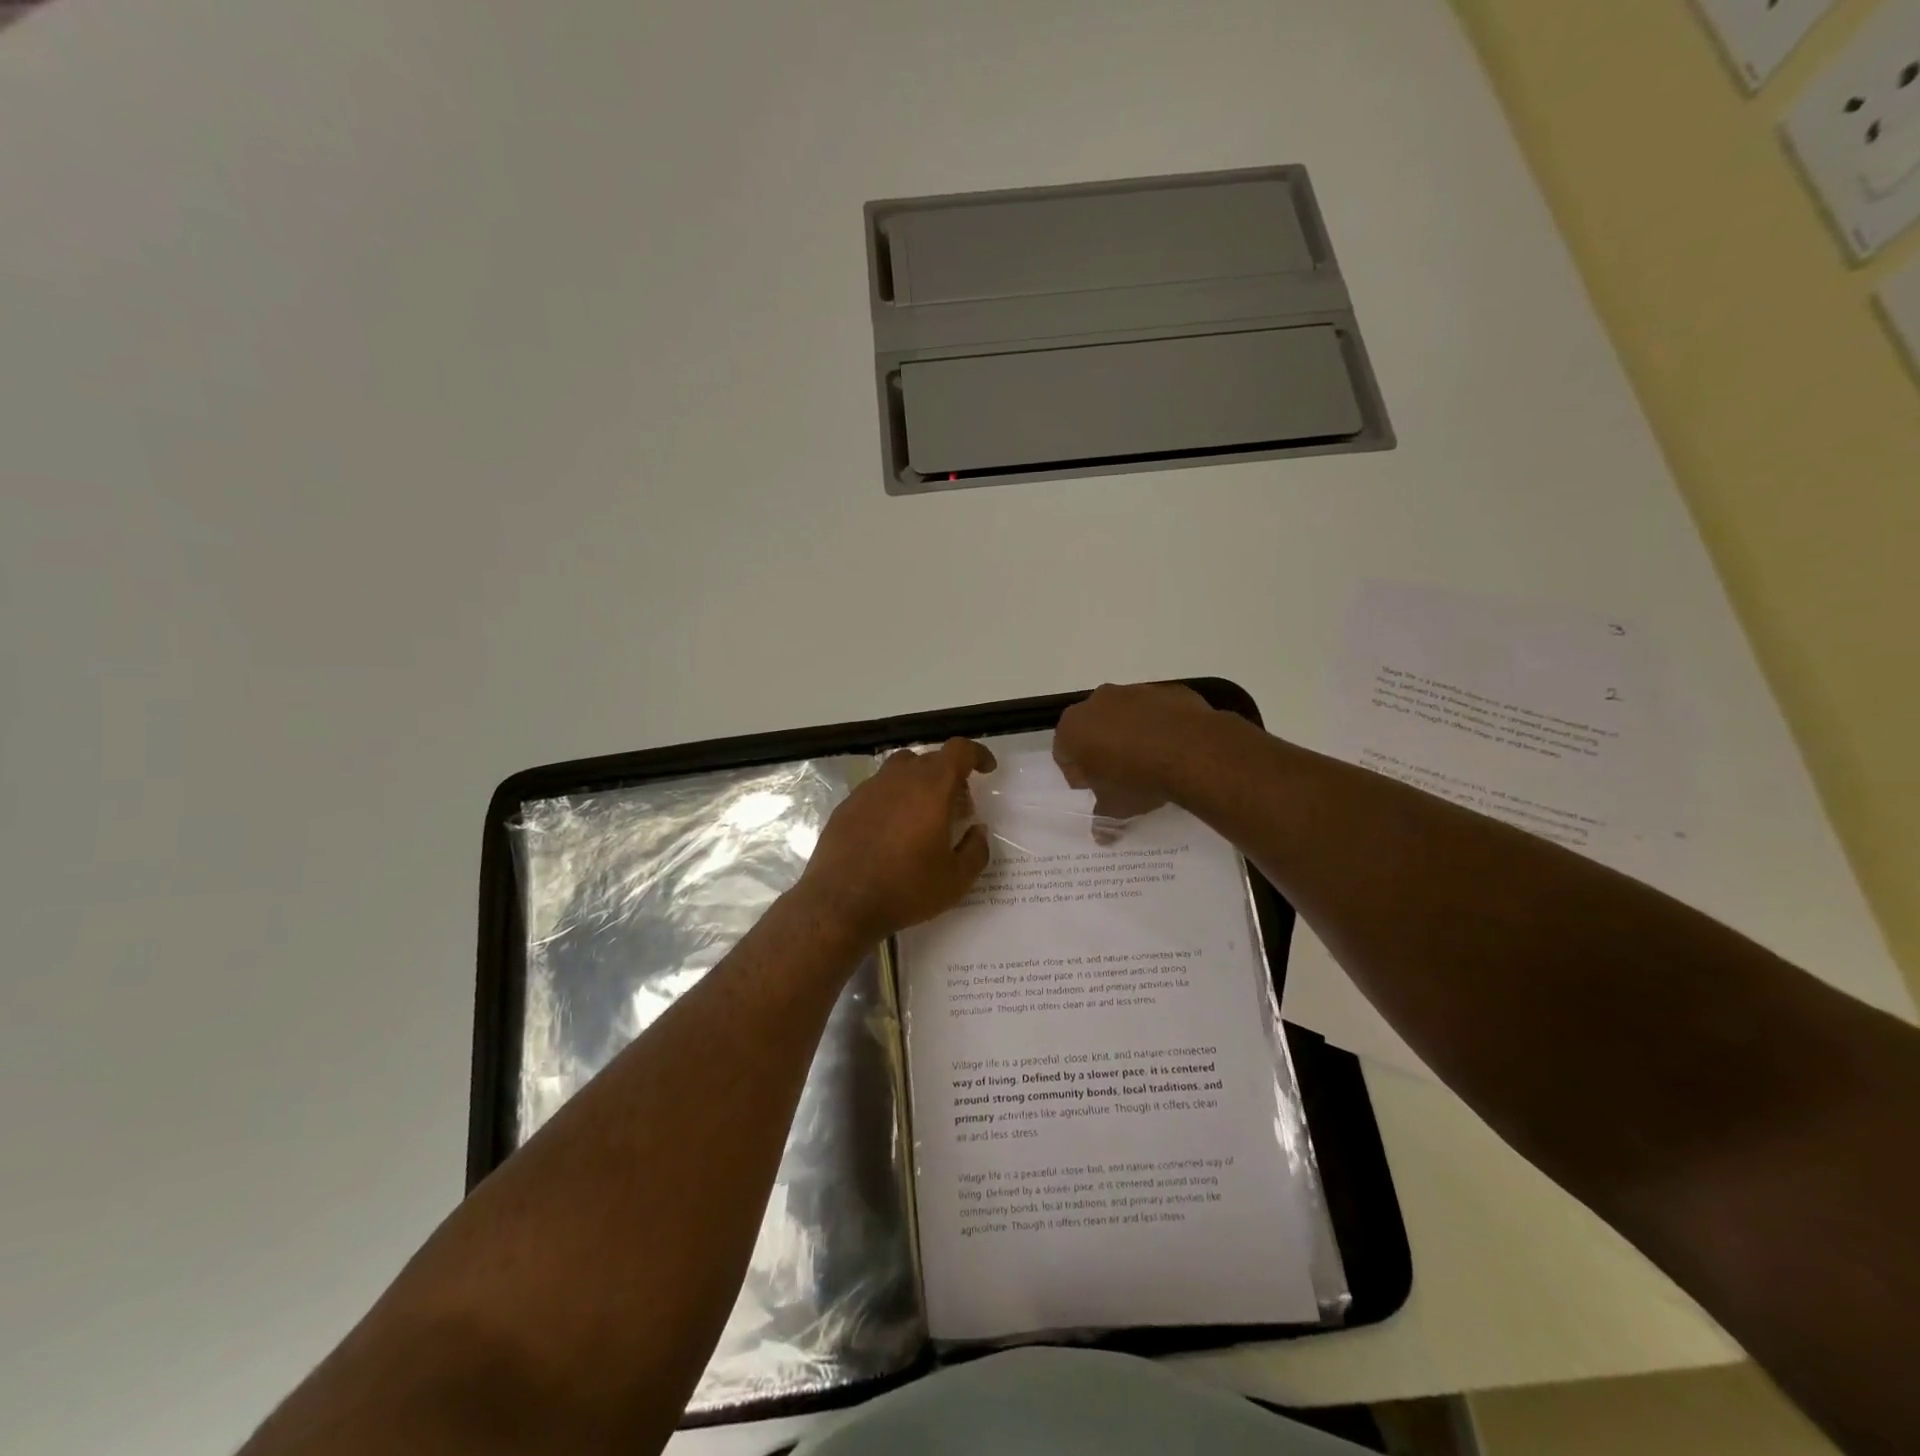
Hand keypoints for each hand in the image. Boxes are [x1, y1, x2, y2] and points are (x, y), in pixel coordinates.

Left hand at [798, 739, 995, 942]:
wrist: (840, 903)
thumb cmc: (906, 889)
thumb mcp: (956, 879)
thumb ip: (976, 850)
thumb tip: (977, 830)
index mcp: (931, 788)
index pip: (959, 751)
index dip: (977, 754)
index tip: (987, 769)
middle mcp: (899, 779)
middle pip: (930, 759)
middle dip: (951, 775)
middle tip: (959, 806)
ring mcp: (869, 789)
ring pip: (901, 769)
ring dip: (920, 783)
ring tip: (925, 815)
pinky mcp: (847, 805)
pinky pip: (878, 789)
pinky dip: (894, 798)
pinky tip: (893, 830)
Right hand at [1053, 682, 1219, 822]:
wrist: (1191, 750)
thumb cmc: (1137, 779)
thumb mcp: (1115, 807)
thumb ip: (1102, 818)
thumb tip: (1100, 836)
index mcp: (1073, 728)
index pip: (1064, 753)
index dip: (1079, 775)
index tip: (1097, 789)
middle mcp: (1096, 702)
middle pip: (1092, 729)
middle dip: (1102, 750)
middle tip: (1120, 776)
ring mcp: (1132, 691)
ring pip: (1123, 717)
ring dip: (1130, 735)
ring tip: (1151, 762)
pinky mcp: (1164, 690)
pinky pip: (1154, 711)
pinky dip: (1158, 726)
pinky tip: (1172, 748)